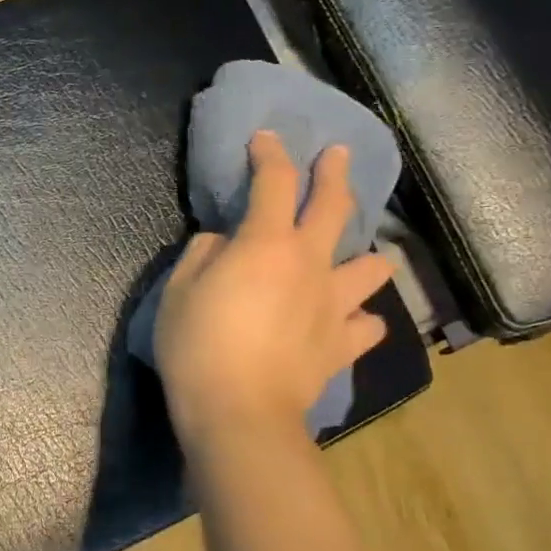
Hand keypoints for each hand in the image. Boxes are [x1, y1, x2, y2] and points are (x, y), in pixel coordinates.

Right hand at [155, 132, 395, 442]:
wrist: (239, 413)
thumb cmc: (197, 347)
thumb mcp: (178, 292)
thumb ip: (202, 255)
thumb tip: (223, 243)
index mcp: (266, 244)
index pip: (273, 182)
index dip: (270, 153)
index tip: (266, 137)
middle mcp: (311, 264)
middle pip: (335, 206)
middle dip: (335, 173)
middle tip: (337, 155)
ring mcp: (334, 305)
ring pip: (372, 266)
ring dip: (364, 255)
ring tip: (351, 258)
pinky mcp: (343, 344)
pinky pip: (367, 325)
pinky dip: (360, 318)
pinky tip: (348, 321)